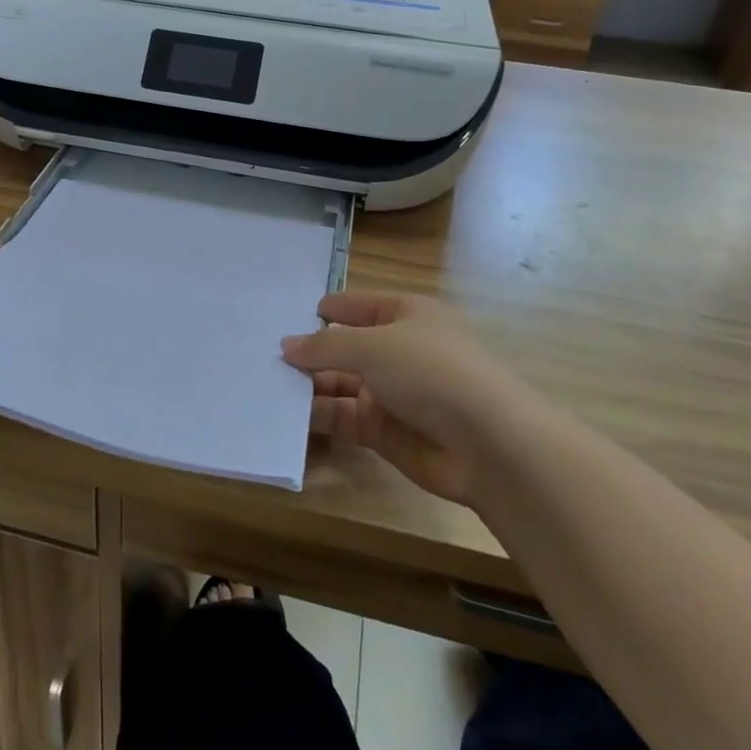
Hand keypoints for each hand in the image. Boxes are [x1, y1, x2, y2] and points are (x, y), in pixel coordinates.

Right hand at [282, 293, 511, 505]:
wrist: (488, 445)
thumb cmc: (432, 372)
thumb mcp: (374, 346)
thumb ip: (326, 345)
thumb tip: (287, 345)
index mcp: (406, 314)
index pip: (356, 305)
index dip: (324, 310)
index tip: (282, 317)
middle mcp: (398, 349)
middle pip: (345, 346)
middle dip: (309, 352)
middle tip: (262, 356)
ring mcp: (392, 391)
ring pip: (340, 383)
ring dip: (308, 385)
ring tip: (266, 385)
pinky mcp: (386, 431)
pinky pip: (344, 418)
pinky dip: (318, 416)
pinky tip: (286, 416)